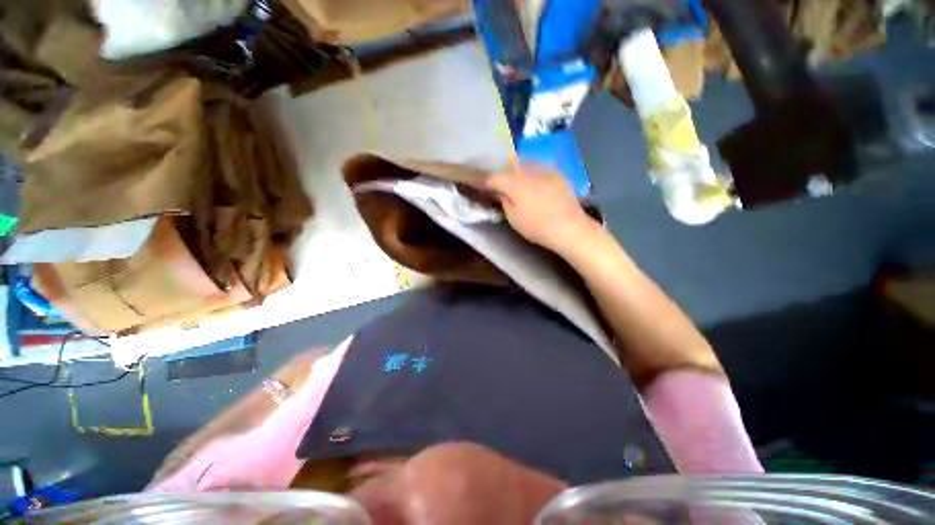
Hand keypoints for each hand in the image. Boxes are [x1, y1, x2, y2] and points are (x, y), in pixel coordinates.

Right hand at [484, 166, 596, 251]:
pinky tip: (534, 183)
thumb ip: (503, 200)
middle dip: (501, 172)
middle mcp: (528, 170)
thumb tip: (499, 191)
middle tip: (497, 182)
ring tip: (515, 180)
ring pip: (524, 164)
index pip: (493, 177)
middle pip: (509, 165)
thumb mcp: (513, 218)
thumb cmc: (537, 226)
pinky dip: (532, 173)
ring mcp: (545, 169)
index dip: (485, 181)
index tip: (480, 185)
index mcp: (514, 182)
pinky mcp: (557, 173)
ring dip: (517, 170)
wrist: (570, 227)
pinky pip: (539, 168)